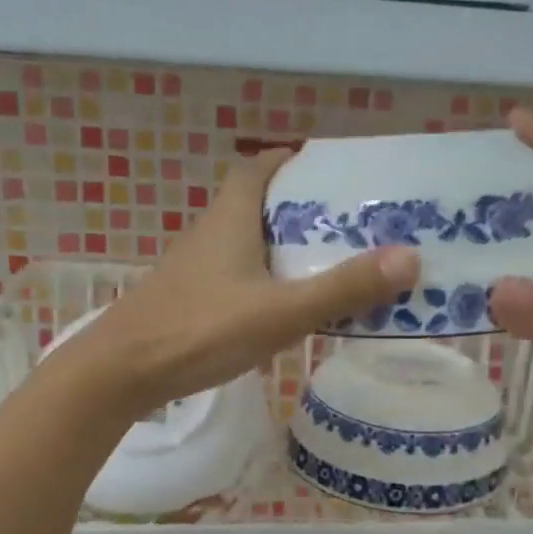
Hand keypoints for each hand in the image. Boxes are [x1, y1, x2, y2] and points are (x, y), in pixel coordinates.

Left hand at [45, 148, 420, 420]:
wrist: (122, 373)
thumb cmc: (200, 330)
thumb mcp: (281, 311)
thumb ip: (343, 288)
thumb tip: (411, 257)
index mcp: (230, 219)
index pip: (256, 168)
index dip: (288, 160)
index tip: (323, 168)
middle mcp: (209, 235)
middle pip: (255, 205)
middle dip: (297, 208)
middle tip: (344, 224)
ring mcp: (194, 270)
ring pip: (245, 245)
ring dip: (281, 248)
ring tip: (327, 265)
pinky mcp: (187, 302)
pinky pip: (235, 278)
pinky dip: (263, 282)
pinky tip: (283, 309)